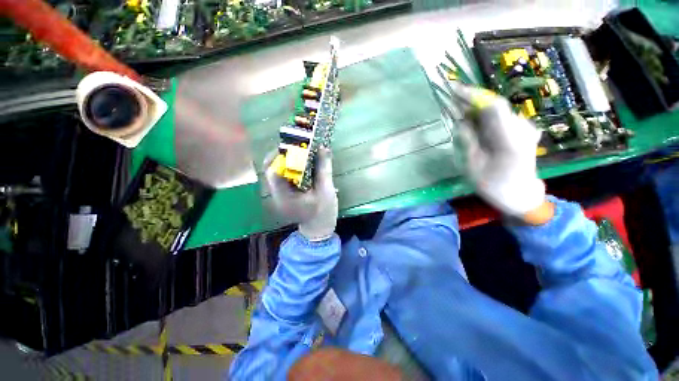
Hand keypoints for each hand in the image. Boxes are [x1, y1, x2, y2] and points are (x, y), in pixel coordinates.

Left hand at [265, 148, 337, 240]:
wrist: (319, 228)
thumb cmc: (323, 212)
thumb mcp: (326, 190)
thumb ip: (323, 169)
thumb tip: (323, 148)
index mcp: (284, 197)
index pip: (273, 172)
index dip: (281, 157)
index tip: (295, 146)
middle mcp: (276, 195)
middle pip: (271, 169)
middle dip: (282, 155)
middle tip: (296, 146)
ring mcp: (279, 194)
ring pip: (275, 171)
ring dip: (285, 159)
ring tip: (298, 151)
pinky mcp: (284, 193)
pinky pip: (282, 175)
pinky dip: (289, 166)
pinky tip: (300, 163)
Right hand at [449, 83, 549, 221]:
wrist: (520, 195)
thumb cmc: (494, 185)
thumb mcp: (474, 165)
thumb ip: (469, 140)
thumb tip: (461, 121)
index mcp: (509, 139)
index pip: (492, 106)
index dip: (473, 95)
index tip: (453, 90)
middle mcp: (521, 128)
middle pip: (495, 106)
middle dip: (471, 100)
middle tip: (450, 97)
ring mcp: (523, 129)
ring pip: (497, 112)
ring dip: (476, 109)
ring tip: (456, 108)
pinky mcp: (521, 131)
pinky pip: (500, 119)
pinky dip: (484, 117)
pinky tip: (471, 120)